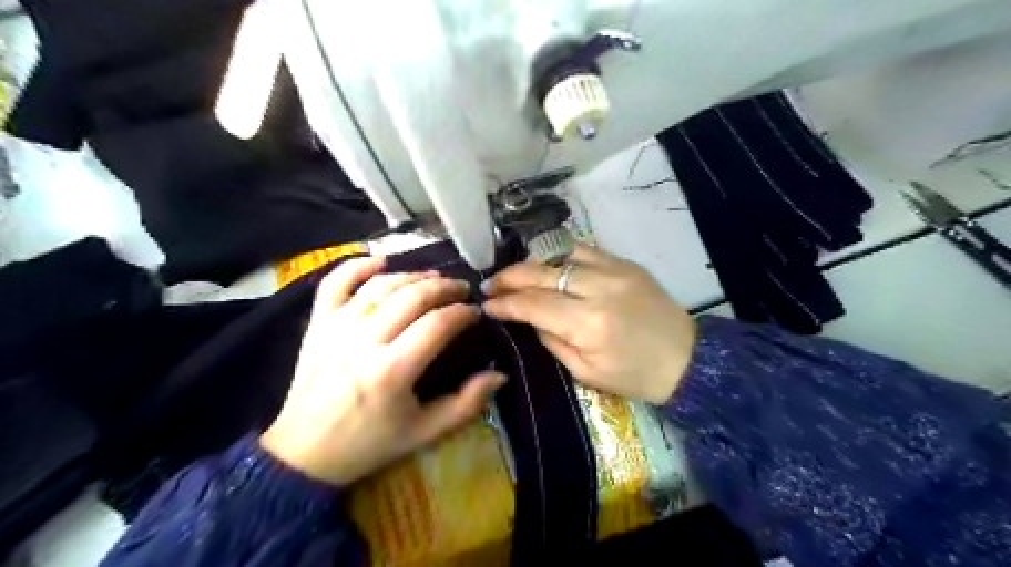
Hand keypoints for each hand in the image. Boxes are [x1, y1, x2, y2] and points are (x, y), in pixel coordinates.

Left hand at [259, 259, 504, 484]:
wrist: (305, 454)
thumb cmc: (370, 443)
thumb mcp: (425, 432)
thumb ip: (467, 404)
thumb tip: (500, 375)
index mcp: (391, 372)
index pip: (437, 324)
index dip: (462, 313)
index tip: (475, 313)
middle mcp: (362, 343)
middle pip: (411, 297)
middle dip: (443, 287)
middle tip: (461, 290)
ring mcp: (335, 330)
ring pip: (379, 286)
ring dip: (411, 275)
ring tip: (433, 278)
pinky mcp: (317, 326)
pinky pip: (333, 283)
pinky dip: (356, 266)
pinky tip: (381, 261)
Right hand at [482, 244, 695, 403]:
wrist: (686, 359)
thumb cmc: (635, 376)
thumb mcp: (585, 371)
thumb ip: (551, 341)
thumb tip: (528, 317)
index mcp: (588, 323)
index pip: (533, 304)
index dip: (505, 303)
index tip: (486, 304)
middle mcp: (599, 288)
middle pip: (542, 273)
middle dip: (510, 277)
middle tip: (490, 284)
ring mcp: (615, 270)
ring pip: (560, 254)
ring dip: (531, 262)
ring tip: (515, 272)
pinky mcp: (626, 263)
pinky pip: (584, 250)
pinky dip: (559, 254)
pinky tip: (546, 263)